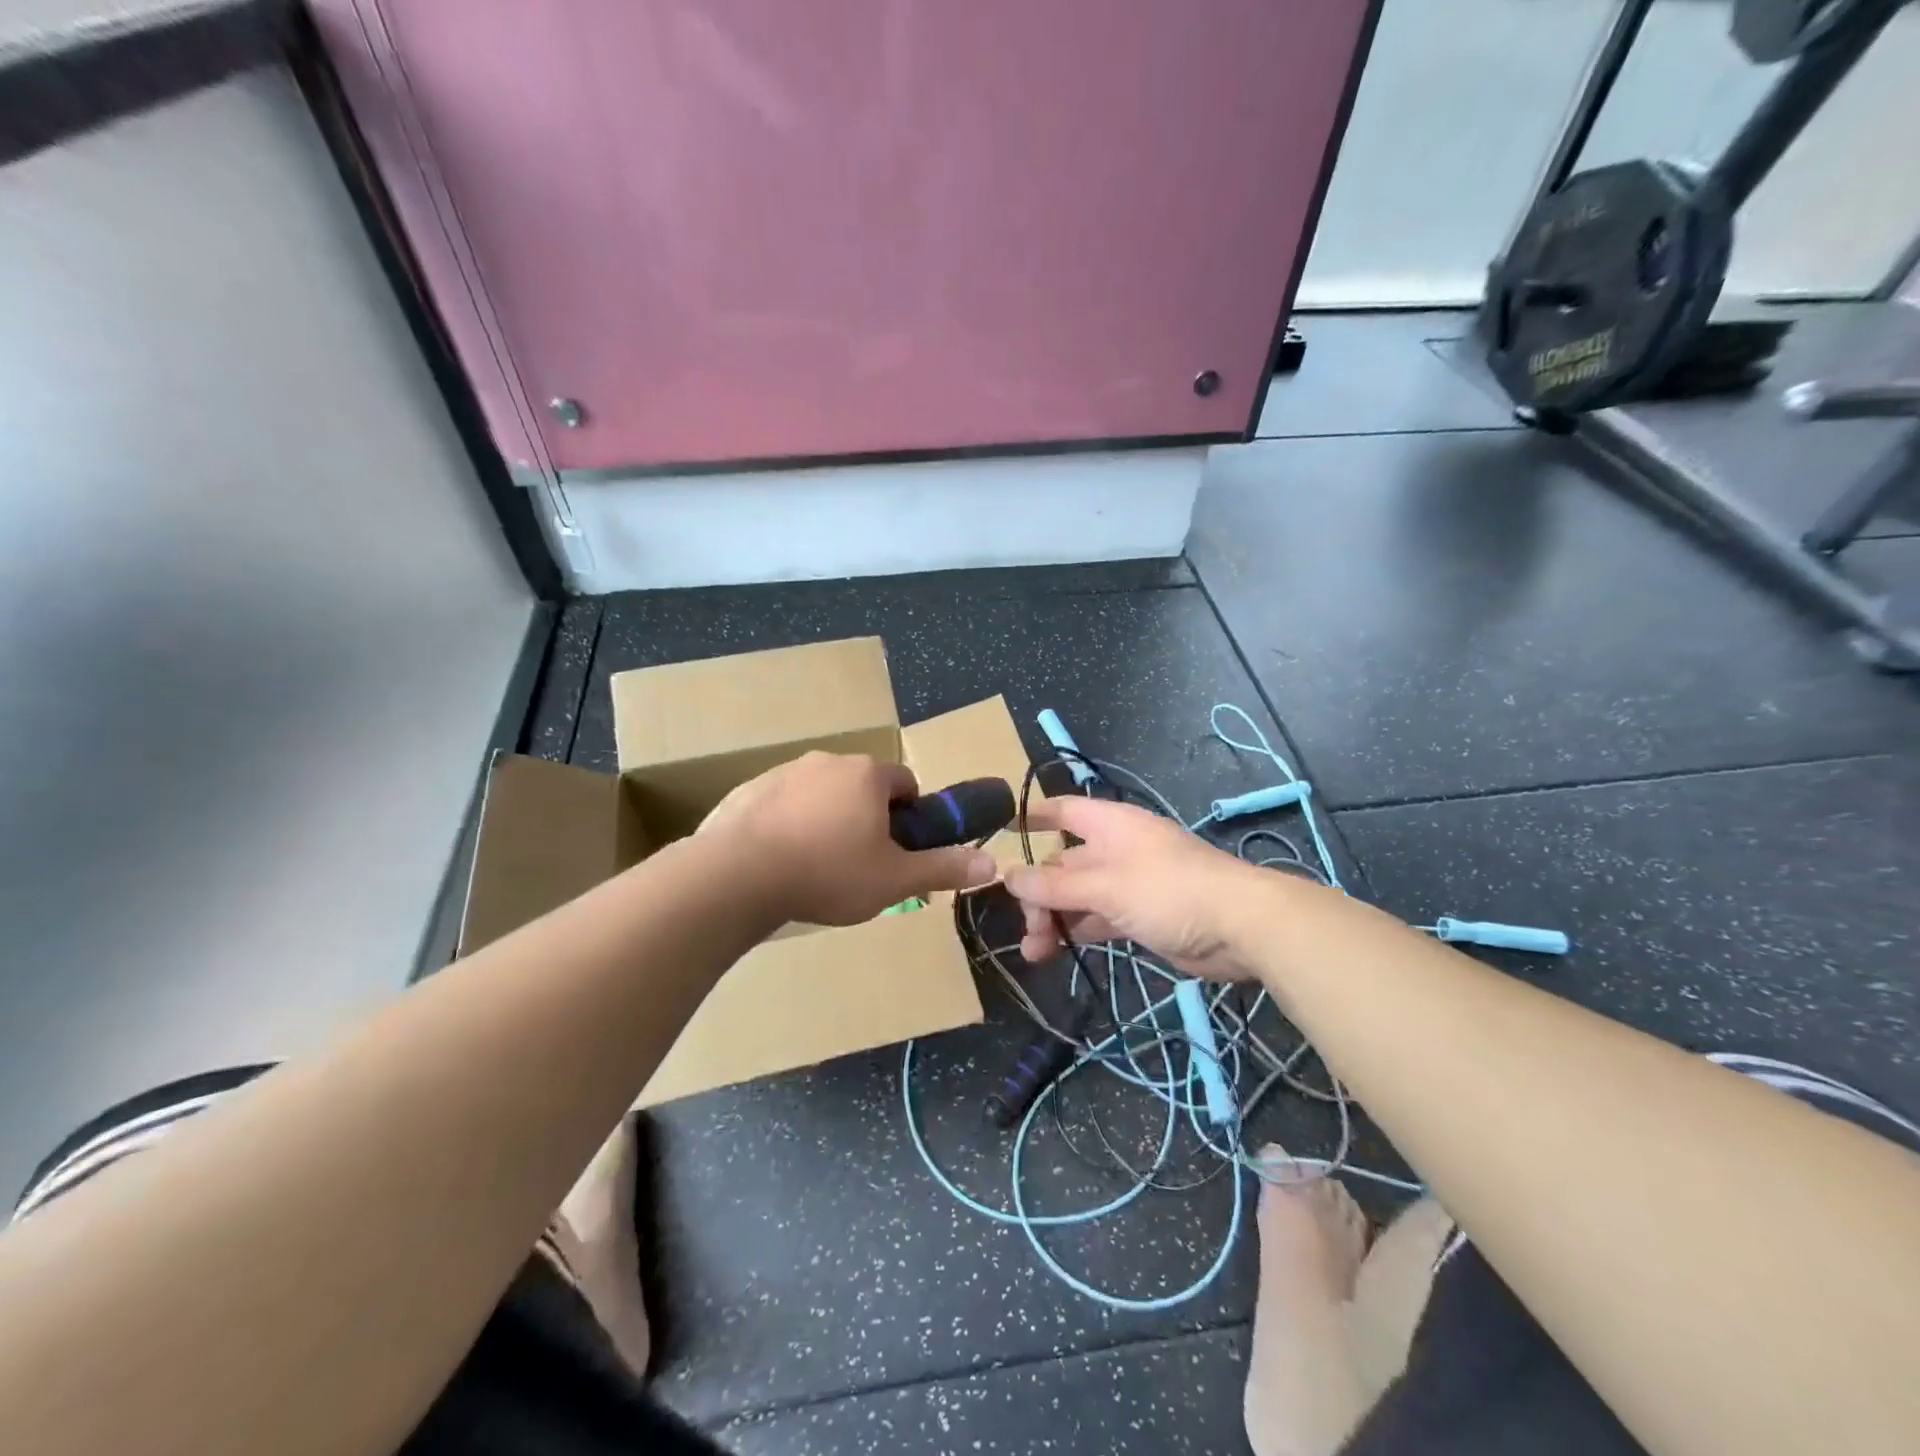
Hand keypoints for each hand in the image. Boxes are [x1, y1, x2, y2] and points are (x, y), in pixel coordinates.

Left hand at [699, 752, 998, 925]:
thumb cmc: (828, 873)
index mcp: (868, 775)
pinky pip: (782, 803)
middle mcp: (828, 761)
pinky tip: (777, 860)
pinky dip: (788, 823)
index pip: (905, 784)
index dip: (907, 818)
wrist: (737, 876)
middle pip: (861, 787)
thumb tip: (992, 862)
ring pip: (820, 794)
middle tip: (857, 864)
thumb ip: (943, 867)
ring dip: (826, 819)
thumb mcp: (895, 879)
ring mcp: (784, 772)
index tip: (895, 850)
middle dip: (865, 818)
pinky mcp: (748, 788)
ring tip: (814, 866)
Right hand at [1003, 796, 1274, 980]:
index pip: (1064, 811)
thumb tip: (1007, 876)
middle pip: (1064, 864)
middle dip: (1039, 893)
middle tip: (1027, 928)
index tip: (1002, 831)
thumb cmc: (1169, 890)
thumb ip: (1055, 886)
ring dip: (1054, 919)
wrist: (1241, 927)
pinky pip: (1097, 919)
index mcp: (1110, 826)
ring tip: (1033, 952)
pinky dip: (1077, 932)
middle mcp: (1115, 850)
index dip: (1033, 817)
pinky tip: (1056, 952)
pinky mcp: (1140, 916)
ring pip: (1078, 896)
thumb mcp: (1106, 886)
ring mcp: (1128, 884)